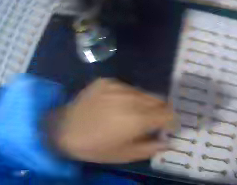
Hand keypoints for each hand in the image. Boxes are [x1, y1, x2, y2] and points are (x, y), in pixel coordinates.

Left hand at [46, 79, 174, 162]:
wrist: (64, 130)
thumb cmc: (95, 148)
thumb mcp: (126, 155)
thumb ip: (151, 148)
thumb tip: (167, 142)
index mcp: (136, 119)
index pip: (167, 113)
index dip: (172, 121)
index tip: (168, 127)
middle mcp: (129, 98)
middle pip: (158, 99)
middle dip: (161, 111)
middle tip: (153, 122)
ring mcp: (116, 86)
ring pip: (143, 92)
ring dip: (145, 103)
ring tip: (134, 114)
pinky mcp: (105, 81)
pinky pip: (126, 87)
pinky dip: (129, 97)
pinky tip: (117, 106)